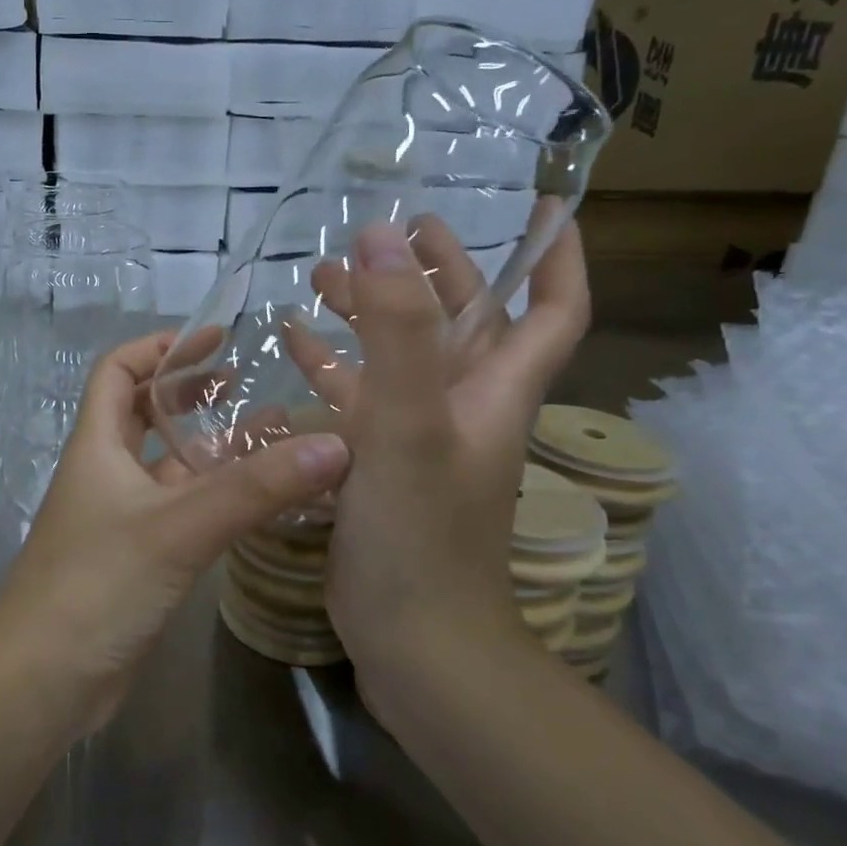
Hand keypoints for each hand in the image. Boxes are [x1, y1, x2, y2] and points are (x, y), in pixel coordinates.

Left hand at [0, 331, 351, 733]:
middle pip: (145, 415)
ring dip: (212, 449)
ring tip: (271, 436)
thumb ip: (254, 489)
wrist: (43, 681)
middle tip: (245, 383)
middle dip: (190, 393)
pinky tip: (259, 502)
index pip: (118, 372)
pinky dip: (216, 499)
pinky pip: (182, 513)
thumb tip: (333, 446)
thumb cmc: (96, 585)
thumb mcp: (178, 528)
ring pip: (171, 468)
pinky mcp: (140, 561)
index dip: (158, 348)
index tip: (211, 339)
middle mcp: (107, 474)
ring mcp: (122, 520)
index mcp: (98, 446)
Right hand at [285, 215, 589, 687]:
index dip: (555, 256)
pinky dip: (330, 366)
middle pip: (464, 322)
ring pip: (401, 357)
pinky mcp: (378, 464)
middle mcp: (463, 406)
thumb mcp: (410, 421)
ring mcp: (418, 437)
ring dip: (371, 312)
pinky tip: (292, 345)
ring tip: (322, 274)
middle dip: (438, 271)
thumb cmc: (420, 529)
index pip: (551, 309)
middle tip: (399, 227)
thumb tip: (382, 234)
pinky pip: (356, 399)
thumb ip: (398, 328)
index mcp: (493, 389)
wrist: (412, 638)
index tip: (541, 207)